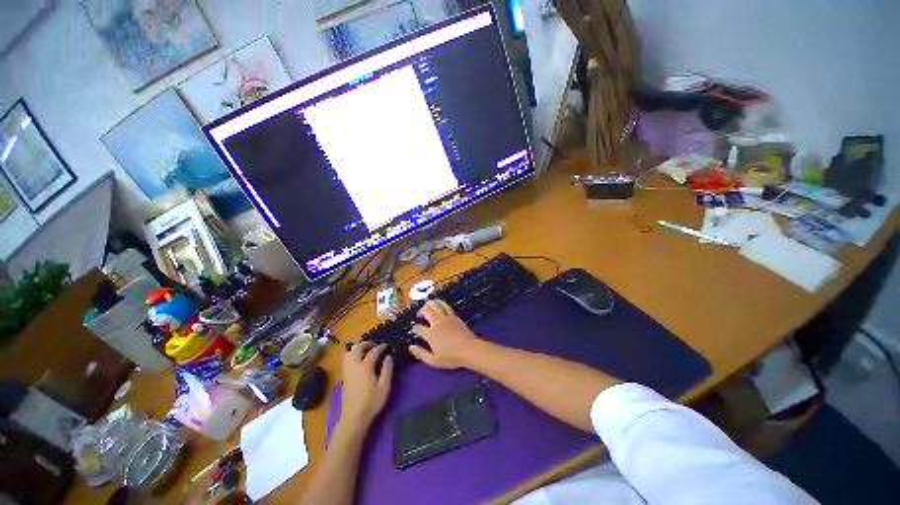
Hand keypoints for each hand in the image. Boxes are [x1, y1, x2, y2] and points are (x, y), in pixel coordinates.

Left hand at [340, 342, 393, 428]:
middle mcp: (354, 366)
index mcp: (365, 366)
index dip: (381, 347)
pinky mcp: (344, 377)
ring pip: (349, 353)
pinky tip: (360, 360)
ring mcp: (347, 371)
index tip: (387, 346)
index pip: (373, 351)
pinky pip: (347, 360)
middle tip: (375, 345)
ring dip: (358, 348)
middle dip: (366, 343)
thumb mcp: (384, 386)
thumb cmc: (371, 402)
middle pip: (357, 348)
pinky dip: (353, 355)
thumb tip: (389, 356)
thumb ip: (387, 369)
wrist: (354, 418)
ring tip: (366, 350)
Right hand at [410, 299, 481, 368]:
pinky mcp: (453, 315)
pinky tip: (438, 303)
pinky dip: (440, 302)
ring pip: (435, 305)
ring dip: (429, 304)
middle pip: (426, 312)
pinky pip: (445, 305)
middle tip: (419, 315)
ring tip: (426, 306)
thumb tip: (410, 347)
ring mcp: (445, 317)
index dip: (414, 328)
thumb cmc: (451, 357)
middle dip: (420, 312)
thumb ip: (421, 354)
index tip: (414, 330)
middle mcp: (436, 323)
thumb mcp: (433, 361)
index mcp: (430, 334)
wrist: (469, 349)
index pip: (418, 328)